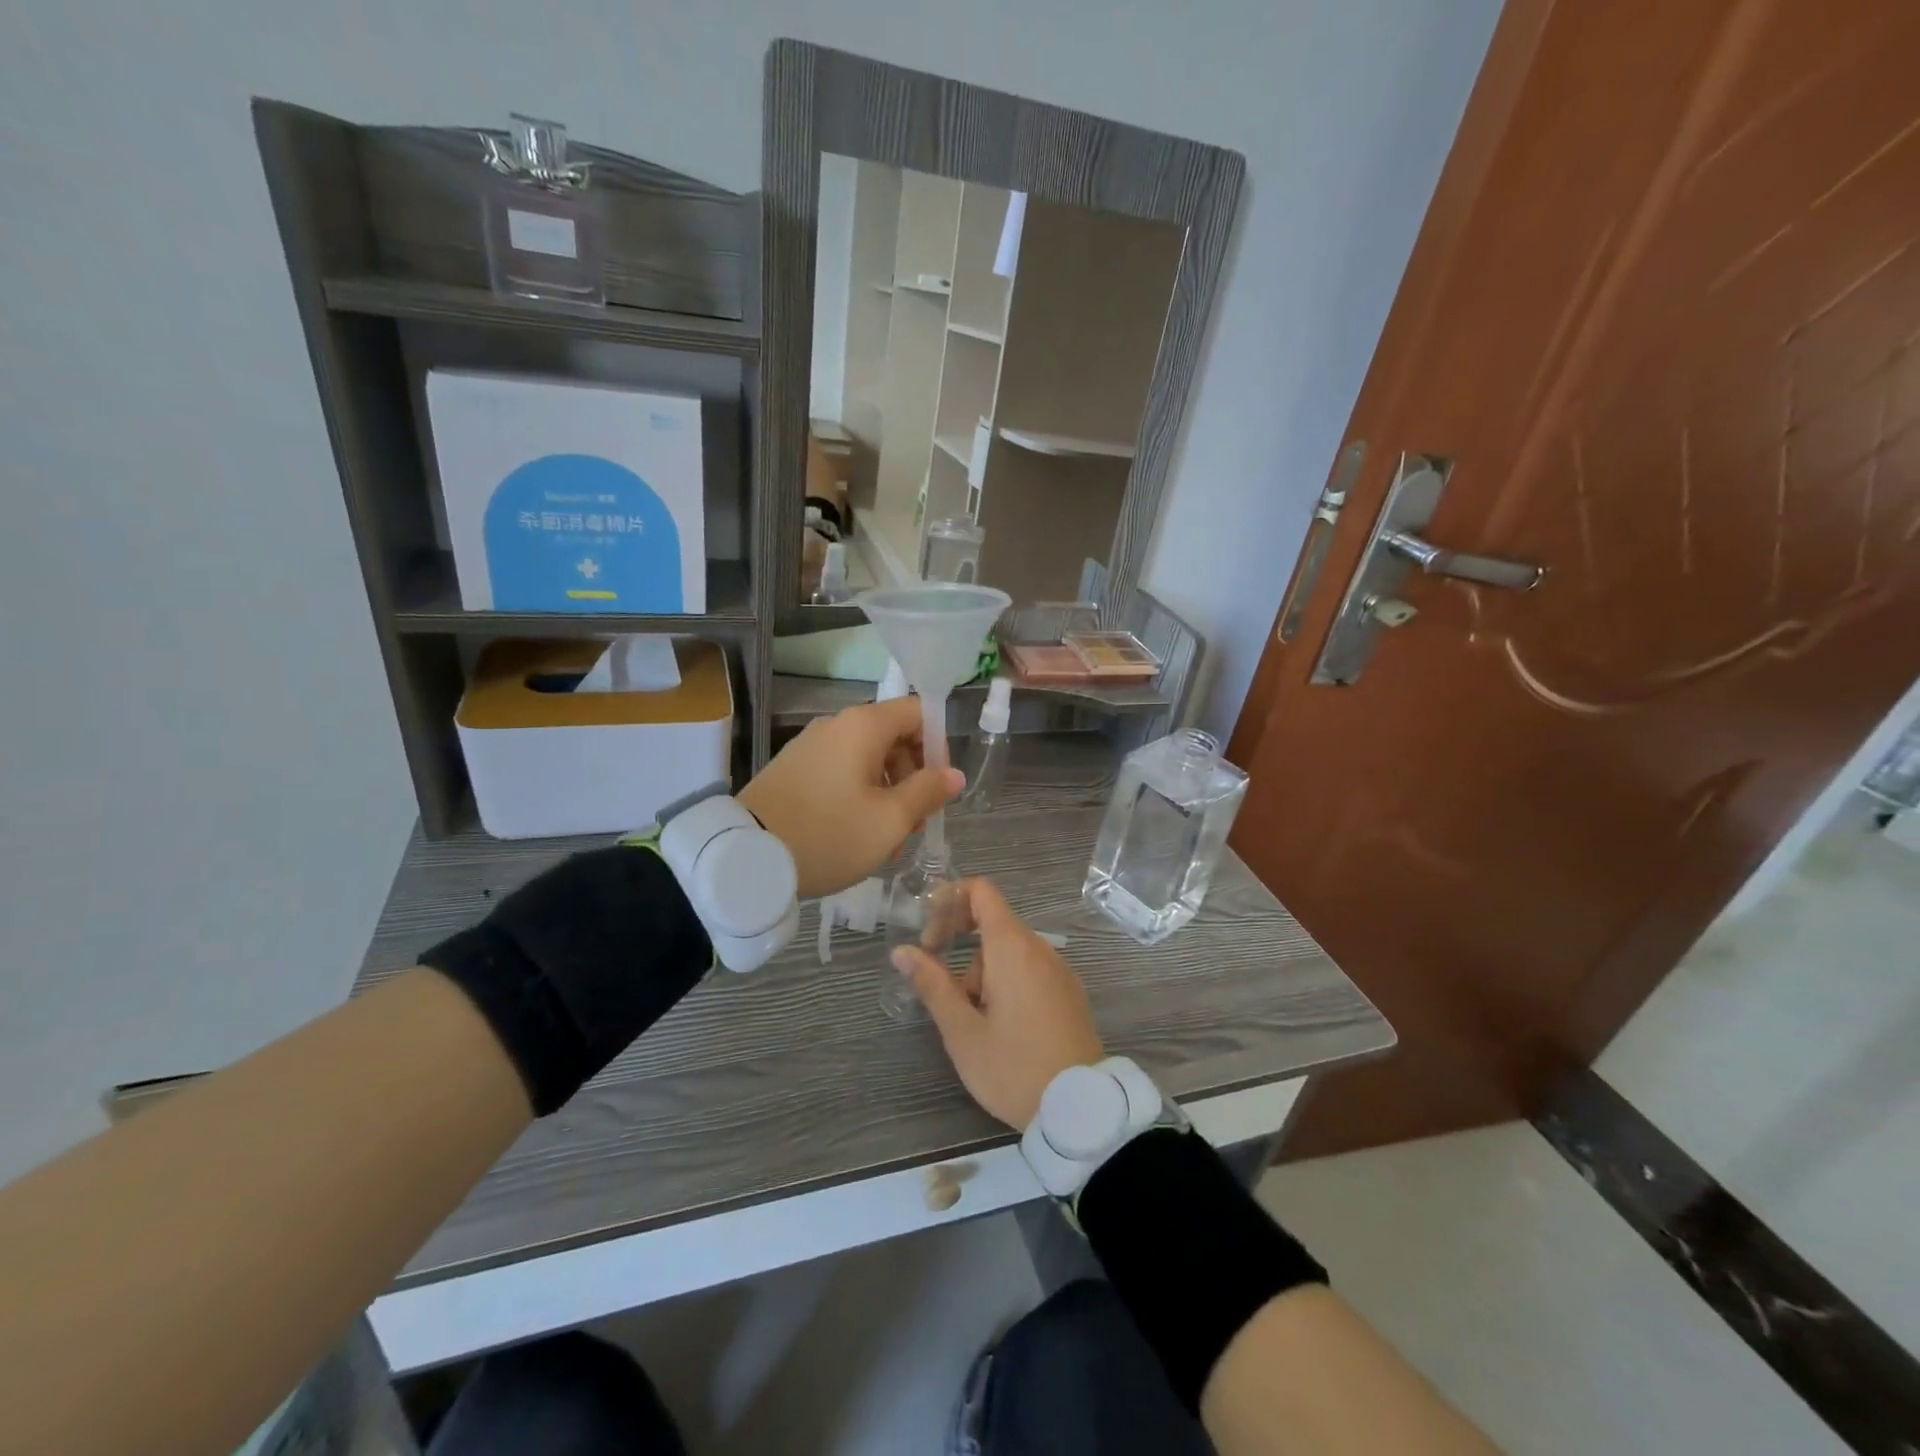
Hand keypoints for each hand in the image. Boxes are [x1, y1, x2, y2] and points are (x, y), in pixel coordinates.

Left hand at [738, 696, 963, 898]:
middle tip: (913, 822)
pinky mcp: (793, 768)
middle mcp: (836, 725)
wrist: (746, 856)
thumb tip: (953, 774)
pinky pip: (839, 772)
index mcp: (863, 726)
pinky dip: (858, 796)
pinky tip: (855, 834)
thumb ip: (928, 792)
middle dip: (912, 777)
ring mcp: (810, 746)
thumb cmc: (829, 834)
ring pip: (866, 759)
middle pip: (893, 737)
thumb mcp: (890, 820)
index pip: (918, 711)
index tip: (939, 786)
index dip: (938, 745)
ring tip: (886, 840)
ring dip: (886, 794)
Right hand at [892, 878, 1105, 1128]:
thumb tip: (902, 951)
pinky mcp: (1070, 993)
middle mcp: (1040, 949)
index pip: (982, 892)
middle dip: (961, 948)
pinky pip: (1030, 970)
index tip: (929, 934)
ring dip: (983, 973)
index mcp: (1013, 947)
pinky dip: (1007, 983)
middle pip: (993, 924)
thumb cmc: (1014, 1068)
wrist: (1081, 1109)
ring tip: (974, 1023)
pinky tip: (1002, 1027)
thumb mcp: (962, 1031)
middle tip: (942, 988)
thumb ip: (932, 985)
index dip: (950, 899)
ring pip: (1010, 952)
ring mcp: (1059, 971)